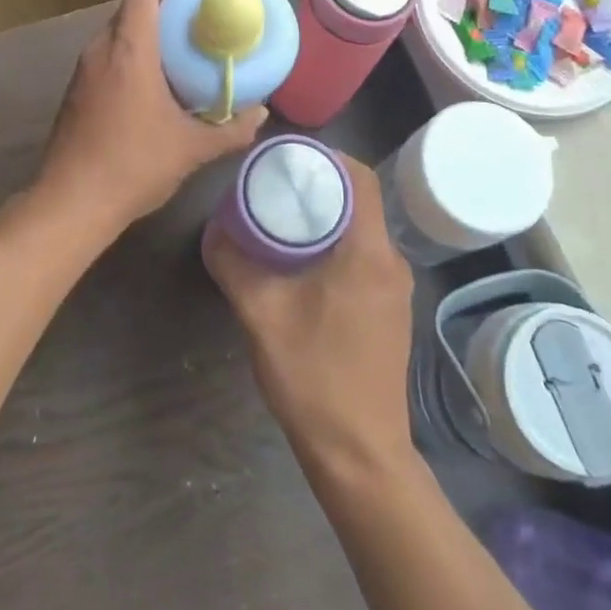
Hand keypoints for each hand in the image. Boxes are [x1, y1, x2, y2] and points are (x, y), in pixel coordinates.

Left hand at [38, 0, 265, 233]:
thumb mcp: (191, 149)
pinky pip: (107, 52)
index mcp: (129, 51)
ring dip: (143, 22)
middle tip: (192, 0)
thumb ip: (230, 130)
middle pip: (128, 5)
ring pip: (116, 30)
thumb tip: (261, 115)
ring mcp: (84, 71)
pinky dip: (131, 46)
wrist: (71, 201)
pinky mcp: (76, 91)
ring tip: (177, 34)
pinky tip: (152, 73)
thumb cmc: (133, 165)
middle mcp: (101, 50)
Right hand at [203, 155, 416, 478]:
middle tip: (275, 185)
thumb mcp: (261, 314)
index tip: (288, 157)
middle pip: (361, 200)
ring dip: (327, 216)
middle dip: (320, 185)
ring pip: (362, 230)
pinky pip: (364, 256)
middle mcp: (392, 261)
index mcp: (369, 251)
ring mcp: (396, 289)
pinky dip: (336, 244)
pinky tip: (303, 262)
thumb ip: (234, 263)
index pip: (359, 176)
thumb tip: (214, 228)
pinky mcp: (391, 310)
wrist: (360, 453)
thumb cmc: (313, 376)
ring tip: (283, 218)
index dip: (326, 156)